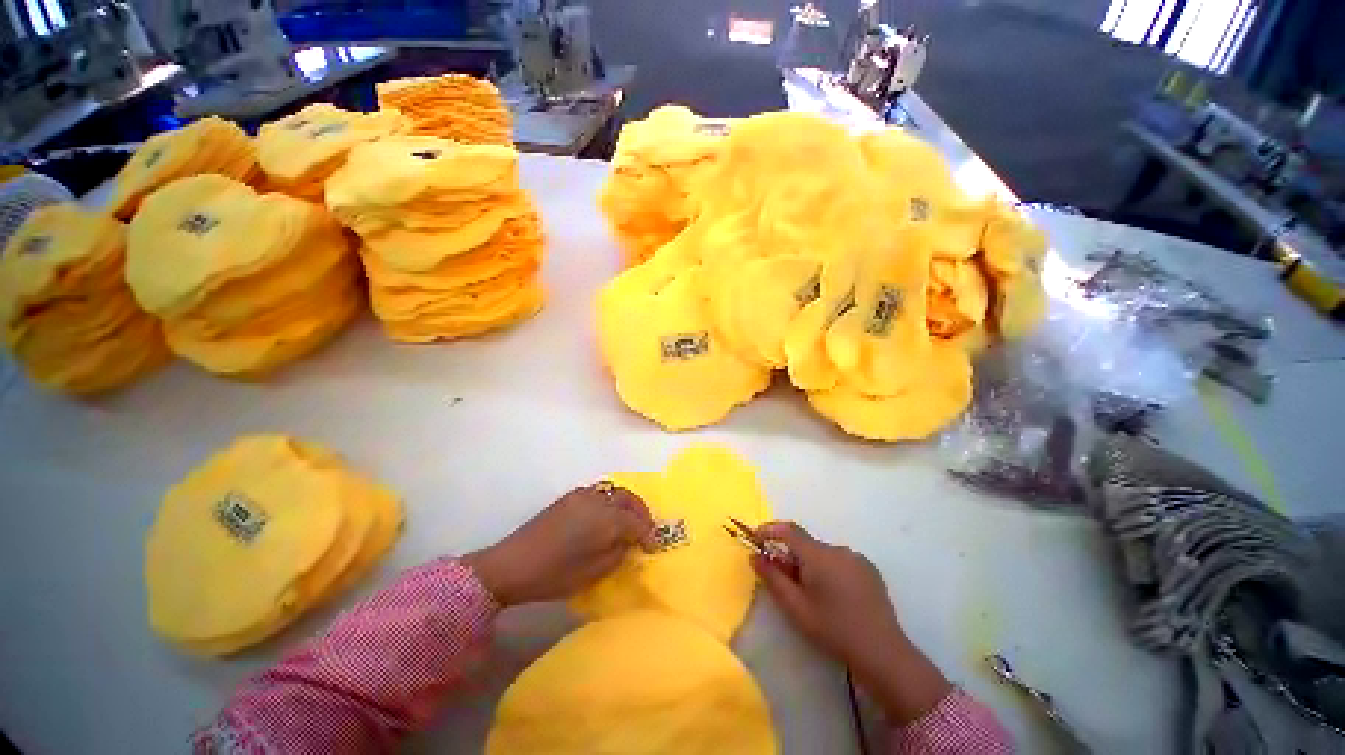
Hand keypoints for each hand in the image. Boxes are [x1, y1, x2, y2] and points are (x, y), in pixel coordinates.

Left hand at [464, 483, 655, 606]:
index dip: (648, 534)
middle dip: (641, 512)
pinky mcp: (570, 497)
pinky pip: (599, 492)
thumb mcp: (593, 573)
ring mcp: (583, 495)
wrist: (512, 564)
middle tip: (645, 529)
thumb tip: (629, 543)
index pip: (637, 522)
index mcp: (606, 519)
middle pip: (629, 499)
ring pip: (614, 491)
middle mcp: (598, 500)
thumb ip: (617, 554)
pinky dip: (610, 501)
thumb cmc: (554, 574)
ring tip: (628, 521)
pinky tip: (606, 516)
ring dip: (626, 504)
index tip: (654, 547)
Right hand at [752, 521, 951, 723]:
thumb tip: (755, 556)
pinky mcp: (869, 570)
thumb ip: (772, 578)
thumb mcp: (796, 607)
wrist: (882, 652)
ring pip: (823, 554)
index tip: (755, 538)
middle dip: (791, 557)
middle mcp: (838, 549)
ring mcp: (856, 558)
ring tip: (813, 596)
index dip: (769, 530)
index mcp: (819, 555)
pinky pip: (840, 562)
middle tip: (784, 581)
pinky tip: (835, 597)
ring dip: (811, 566)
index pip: (788, 530)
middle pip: (806, 545)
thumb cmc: (833, 629)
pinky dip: (829, 571)